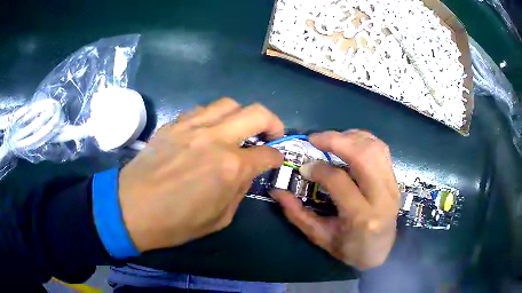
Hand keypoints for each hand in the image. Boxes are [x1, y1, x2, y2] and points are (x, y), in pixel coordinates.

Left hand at [118, 98, 283, 251]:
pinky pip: (201, 110)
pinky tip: (209, 131)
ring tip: (238, 129)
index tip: (275, 160)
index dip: (276, 157)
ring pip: (229, 104)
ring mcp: (192, 126)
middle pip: (257, 113)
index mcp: (231, 167)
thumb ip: (238, 191)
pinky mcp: (173, 124)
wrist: (132, 209)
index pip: (267, 154)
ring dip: (242, 115)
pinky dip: (214, 117)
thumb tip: (246, 173)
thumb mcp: (219, 218)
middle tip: (271, 134)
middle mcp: (215, 139)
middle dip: (273, 122)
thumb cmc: (175, 223)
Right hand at [270, 130, 398, 269]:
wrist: (380, 252)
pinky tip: (349, 142)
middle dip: (336, 141)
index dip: (319, 169)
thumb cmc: (349, 249)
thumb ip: (297, 214)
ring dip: (351, 137)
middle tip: (315, 139)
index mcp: (362, 217)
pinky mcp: (396, 180)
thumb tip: (277, 191)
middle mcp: (382, 198)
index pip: (340, 181)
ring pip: (375, 148)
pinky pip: (382, 150)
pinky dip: (364, 140)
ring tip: (331, 139)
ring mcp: (393, 186)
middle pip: (363, 156)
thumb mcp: (319, 236)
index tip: (304, 167)